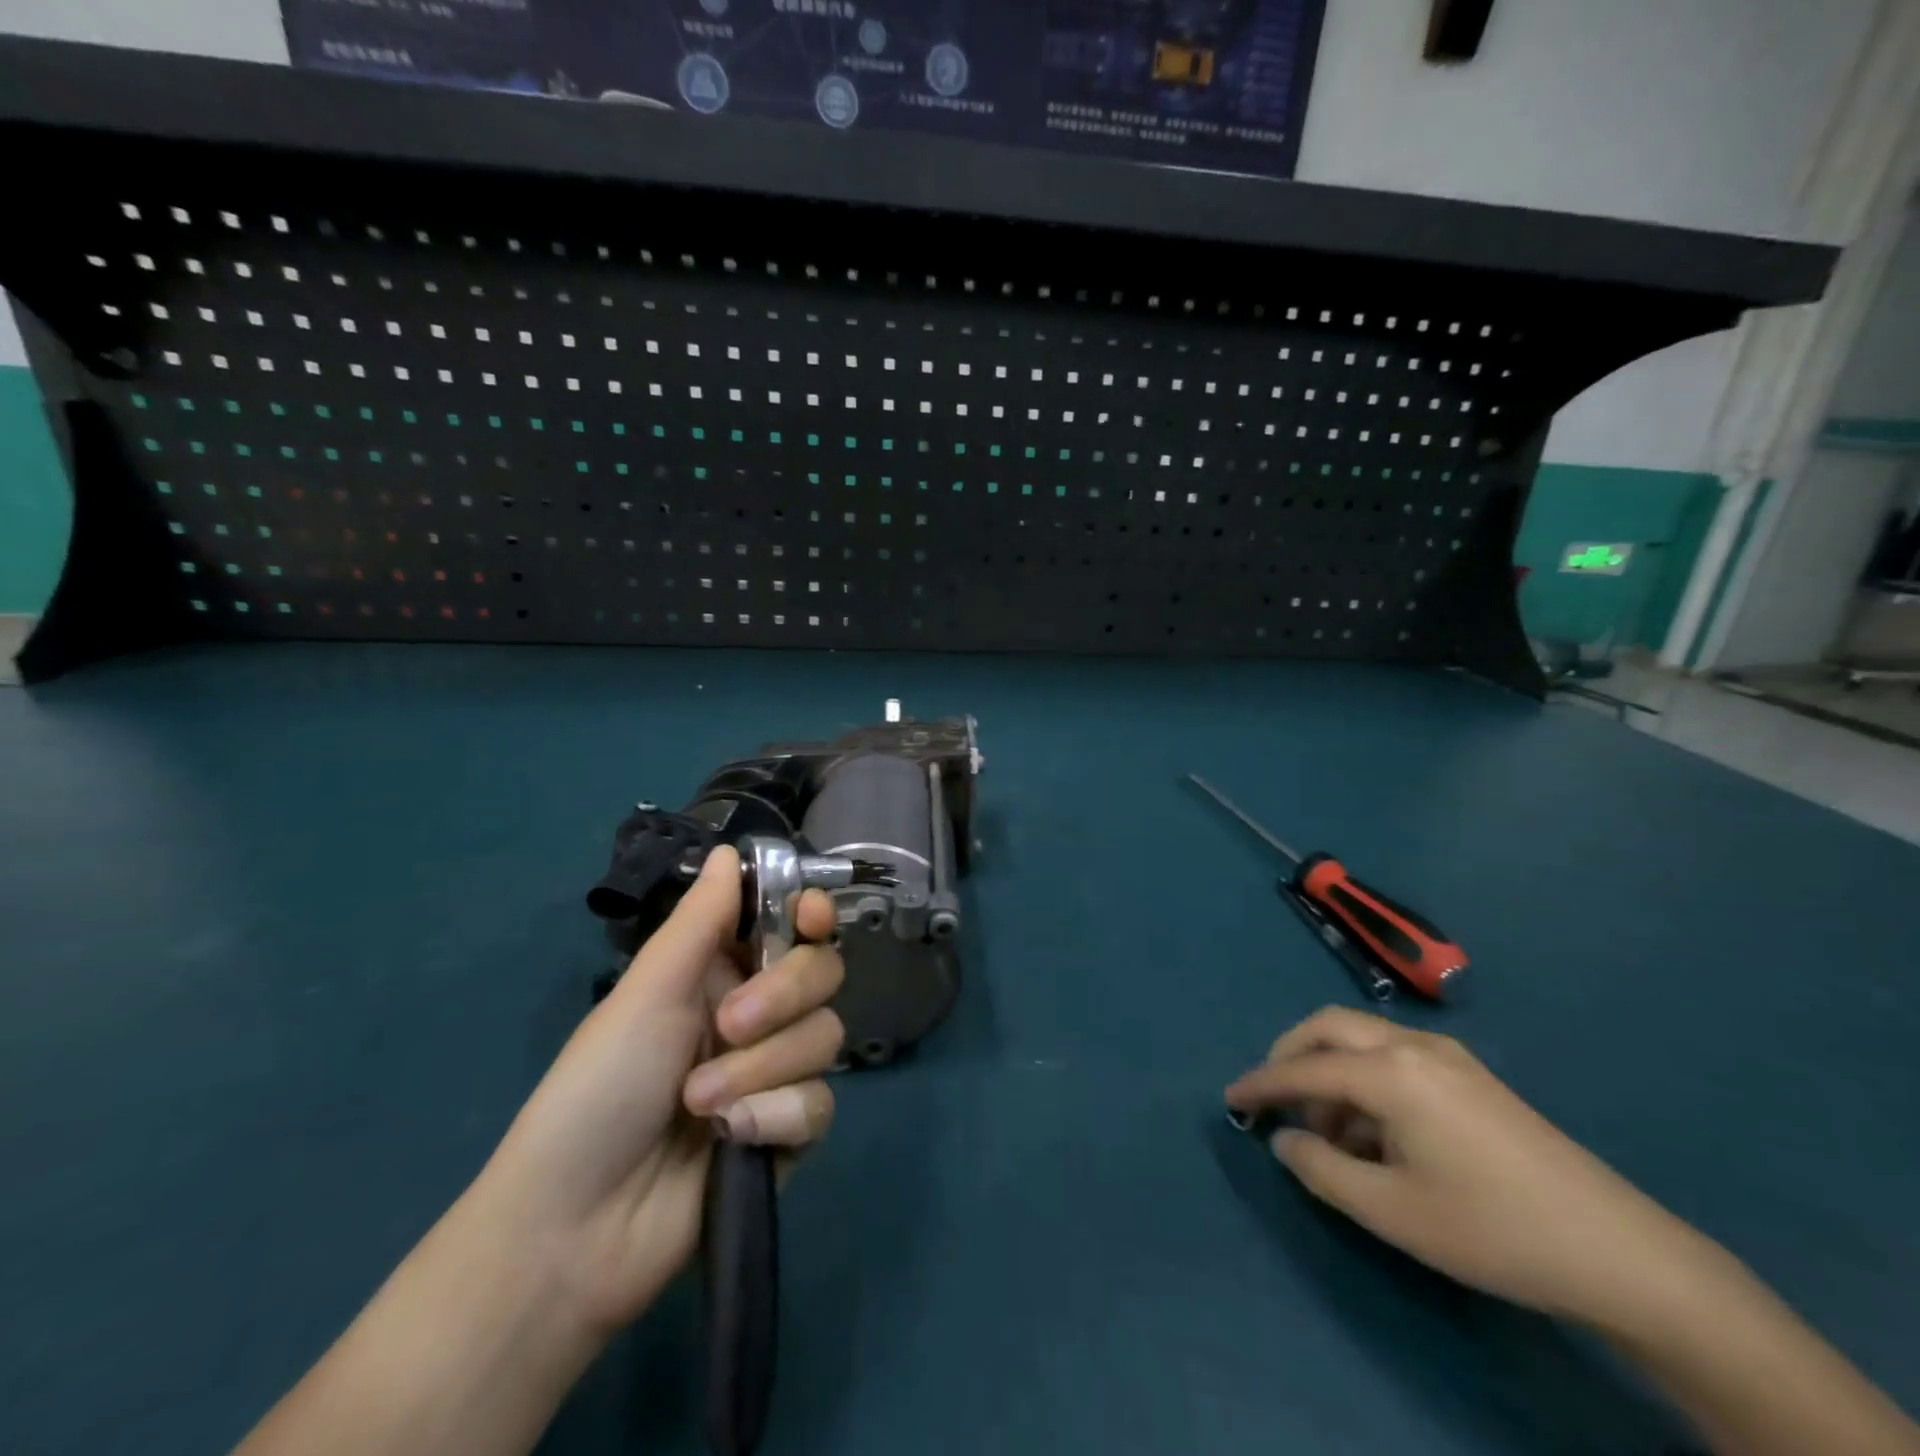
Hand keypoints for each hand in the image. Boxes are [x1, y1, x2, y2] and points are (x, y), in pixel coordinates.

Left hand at [477, 846, 844, 1337]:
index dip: (811, 912)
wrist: (575, 1229)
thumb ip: (700, 921)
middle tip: (730, 1025)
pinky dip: (777, 1116)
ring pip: (825, 1037)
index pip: (791, 923)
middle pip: (822, 973)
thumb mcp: (647, 993)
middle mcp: (756, 1013)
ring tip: (703, 1103)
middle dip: (783, 995)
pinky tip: (732, 1139)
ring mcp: (776, 1073)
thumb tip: (730, 848)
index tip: (812, 916)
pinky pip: (820, 1104)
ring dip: (765, 1068)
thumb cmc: (598, 1089)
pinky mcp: (788, 1131)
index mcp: (720, 972)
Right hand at [1225, 1007, 1699, 1326]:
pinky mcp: (1472, 1077)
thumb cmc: (1491, 1229)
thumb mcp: (1390, 1210)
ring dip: (1330, 1071)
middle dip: (1291, 1056)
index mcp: (1390, 1071)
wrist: (1620, 1252)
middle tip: (1271, 1097)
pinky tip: (1376, 1133)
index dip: (1262, 1084)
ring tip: (1329, 1135)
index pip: (1305, 1068)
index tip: (1230, 1100)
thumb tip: (1284, 1140)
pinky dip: (1365, 1080)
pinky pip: (1394, 1058)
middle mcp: (1413, 1046)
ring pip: (1363, 1039)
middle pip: (1329, 1027)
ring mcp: (1449, 1056)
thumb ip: (1321, 1169)